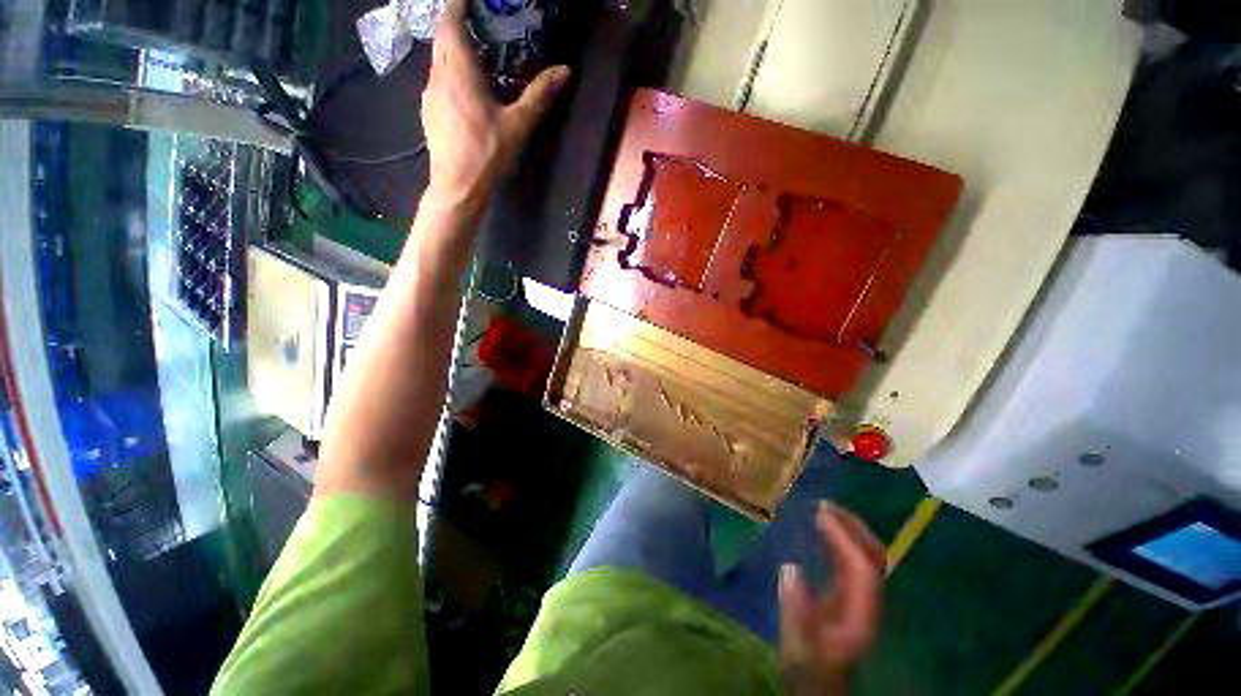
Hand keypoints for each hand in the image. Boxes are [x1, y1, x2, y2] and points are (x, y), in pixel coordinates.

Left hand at [422, 0, 571, 206]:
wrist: (458, 185)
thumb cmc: (488, 152)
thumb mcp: (519, 124)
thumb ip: (540, 95)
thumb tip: (564, 71)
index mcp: (459, 70)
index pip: (451, 22)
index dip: (457, 5)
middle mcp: (438, 75)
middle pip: (442, 38)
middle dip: (455, 24)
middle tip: (475, 23)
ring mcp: (429, 95)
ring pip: (438, 61)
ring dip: (452, 51)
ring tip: (472, 55)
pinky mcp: (428, 112)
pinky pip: (437, 81)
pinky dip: (449, 74)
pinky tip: (463, 90)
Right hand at [779, 502, 885, 694]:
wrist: (819, 683)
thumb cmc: (807, 668)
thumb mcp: (796, 645)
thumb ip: (795, 610)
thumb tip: (790, 568)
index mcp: (860, 615)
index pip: (863, 569)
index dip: (845, 539)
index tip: (819, 514)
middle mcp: (867, 603)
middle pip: (874, 558)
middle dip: (853, 527)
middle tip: (824, 504)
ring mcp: (862, 599)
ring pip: (867, 556)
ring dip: (849, 530)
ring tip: (823, 510)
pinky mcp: (851, 596)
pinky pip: (852, 561)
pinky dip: (841, 540)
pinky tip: (822, 531)